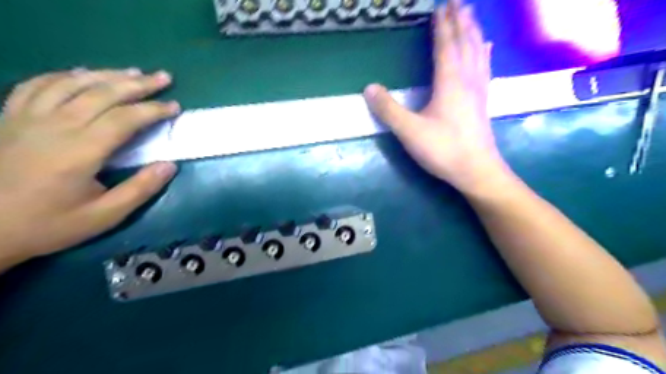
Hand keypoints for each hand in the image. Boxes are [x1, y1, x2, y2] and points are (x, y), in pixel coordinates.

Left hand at [0, 66, 178, 265]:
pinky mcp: (10, 118)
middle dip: (138, 84)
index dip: (153, 110)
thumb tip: (169, 165)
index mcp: (80, 151)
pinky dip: (63, 75)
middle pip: (102, 93)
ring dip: (107, 74)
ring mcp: (28, 118)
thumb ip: (140, 189)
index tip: (174, 107)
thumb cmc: (48, 224)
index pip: (124, 118)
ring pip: (72, 83)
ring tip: (132, 72)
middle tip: (163, 77)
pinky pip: (37, 85)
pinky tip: (81, 74)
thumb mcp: (104, 216)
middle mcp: (55, 126)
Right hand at [364, 1, 510, 196]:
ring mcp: (479, 90)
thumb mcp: (410, 131)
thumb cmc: (443, 150)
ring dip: (473, 31)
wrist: (477, 171)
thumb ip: (389, 109)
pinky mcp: (483, 102)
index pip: (445, 45)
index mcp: (450, 82)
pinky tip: (487, 49)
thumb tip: (369, 88)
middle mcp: (467, 80)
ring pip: (478, 52)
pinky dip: (484, 53)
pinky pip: (485, 69)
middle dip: (460, 20)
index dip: (442, 25)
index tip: (439, 6)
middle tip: (457, 1)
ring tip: (471, 16)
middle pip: (465, 42)